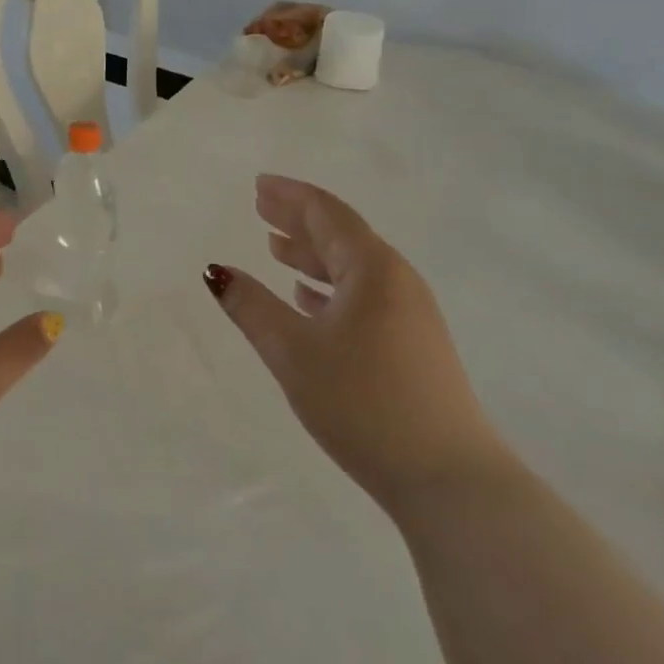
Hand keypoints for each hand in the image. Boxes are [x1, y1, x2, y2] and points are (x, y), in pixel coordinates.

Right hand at [203, 176, 504, 518]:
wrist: (447, 478)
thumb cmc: (363, 403)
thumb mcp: (294, 352)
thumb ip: (252, 307)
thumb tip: (215, 271)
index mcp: (373, 268)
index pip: (326, 213)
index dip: (290, 195)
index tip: (259, 185)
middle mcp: (396, 280)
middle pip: (341, 235)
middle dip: (298, 220)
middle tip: (261, 208)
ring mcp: (410, 313)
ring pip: (353, 268)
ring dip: (313, 255)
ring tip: (277, 249)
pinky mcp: (413, 345)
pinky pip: (364, 296)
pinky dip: (331, 288)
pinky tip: (309, 299)